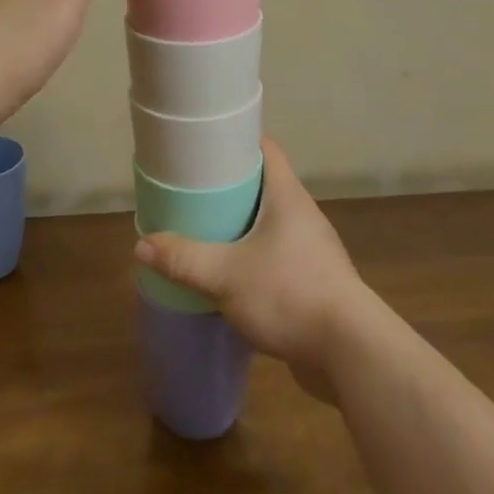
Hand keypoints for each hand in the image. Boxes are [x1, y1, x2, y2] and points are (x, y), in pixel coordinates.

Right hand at [135, 137, 371, 399]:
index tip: (205, 146)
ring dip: (241, 226)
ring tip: (205, 233)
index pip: (265, 149)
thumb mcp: (226, 276)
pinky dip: (254, 258)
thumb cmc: (289, 294)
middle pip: (264, 185)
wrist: (350, 352)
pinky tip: (231, 276)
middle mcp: (303, 215)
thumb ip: (184, 260)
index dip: (236, 141)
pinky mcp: (314, 280)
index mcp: (287, 196)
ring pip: (270, 224)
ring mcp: (312, 249)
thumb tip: (143, 245)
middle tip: (193, 192)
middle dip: (229, 187)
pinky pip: (277, 256)